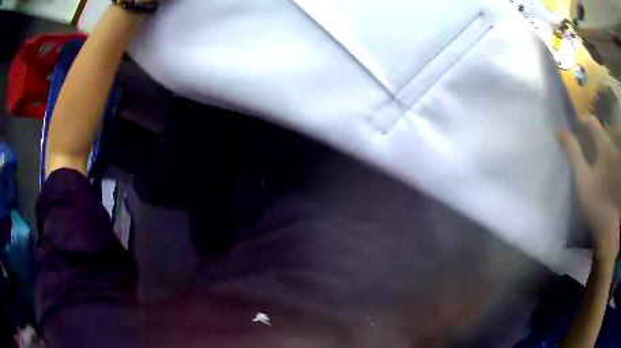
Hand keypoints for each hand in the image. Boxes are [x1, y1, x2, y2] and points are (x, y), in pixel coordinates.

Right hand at [559, 114, 620, 261]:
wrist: (611, 230)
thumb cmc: (598, 201)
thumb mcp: (583, 177)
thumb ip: (572, 152)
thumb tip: (559, 130)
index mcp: (603, 144)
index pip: (590, 122)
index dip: (579, 122)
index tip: (569, 131)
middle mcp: (610, 148)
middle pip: (596, 135)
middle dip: (584, 138)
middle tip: (573, 147)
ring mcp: (613, 163)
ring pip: (600, 148)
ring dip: (591, 151)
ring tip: (581, 162)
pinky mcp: (614, 177)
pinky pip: (604, 161)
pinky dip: (596, 162)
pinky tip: (591, 174)